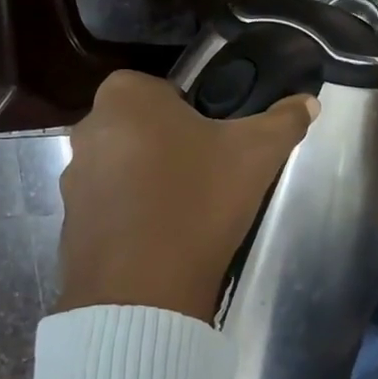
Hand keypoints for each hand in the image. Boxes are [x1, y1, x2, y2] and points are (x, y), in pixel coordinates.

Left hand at [57, 71, 317, 322]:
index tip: (218, 144)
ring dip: (150, 181)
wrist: (144, 289)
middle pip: (143, 128)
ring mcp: (72, 178)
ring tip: (186, 212)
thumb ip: (283, 121)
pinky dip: (132, 216)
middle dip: (172, 146)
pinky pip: (110, 206)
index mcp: (126, 97)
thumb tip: (307, 102)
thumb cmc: (199, 201)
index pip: (165, 89)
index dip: (195, 114)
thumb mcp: (256, 155)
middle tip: (208, 176)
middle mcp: (89, 128)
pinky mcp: (70, 222)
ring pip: (124, 167)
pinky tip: (162, 239)